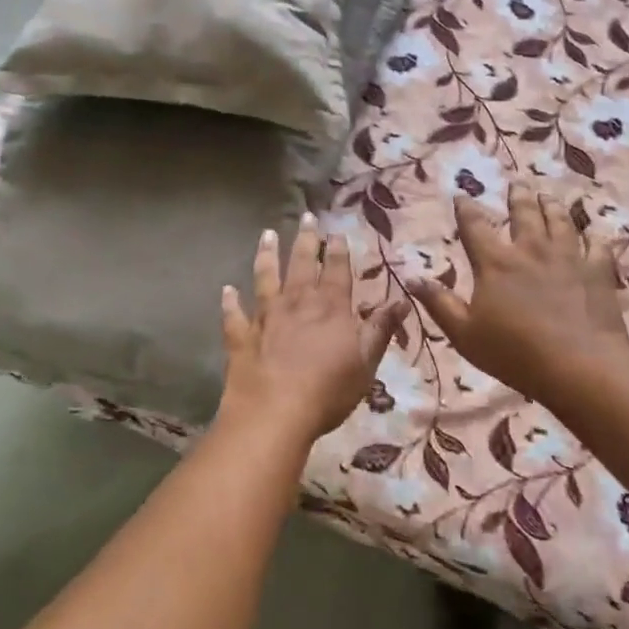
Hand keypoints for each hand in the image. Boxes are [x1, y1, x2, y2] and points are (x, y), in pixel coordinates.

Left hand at [218, 214, 409, 445]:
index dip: (338, 250)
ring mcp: (266, 317)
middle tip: (307, 216)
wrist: (274, 412)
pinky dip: (230, 301)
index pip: (337, 270)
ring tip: (267, 234)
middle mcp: (297, 302)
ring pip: (266, 277)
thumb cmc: (328, 390)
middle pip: (302, 264)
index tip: (336, 231)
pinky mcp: (241, 336)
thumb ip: (381, 329)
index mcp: (331, 308)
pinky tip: (227, 290)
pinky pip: (234, 314)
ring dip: (267, 255)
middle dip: (307, 239)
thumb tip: (402, 300)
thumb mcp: (366, 362)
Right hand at [409, 183, 628, 404]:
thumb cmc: (515, 353)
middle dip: (518, 197)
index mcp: (495, 263)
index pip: (475, 226)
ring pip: (560, 222)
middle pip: (524, 214)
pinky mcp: (597, 272)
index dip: (466, 209)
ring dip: (552, 207)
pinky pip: (597, 247)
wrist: (580, 365)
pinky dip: (594, 238)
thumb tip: (412, 277)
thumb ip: (439, 303)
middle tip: (517, 183)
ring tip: (548, 196)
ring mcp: (568, 258)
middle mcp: (531, 250)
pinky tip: (593, 235)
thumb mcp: (464, 333)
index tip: (462, 196)